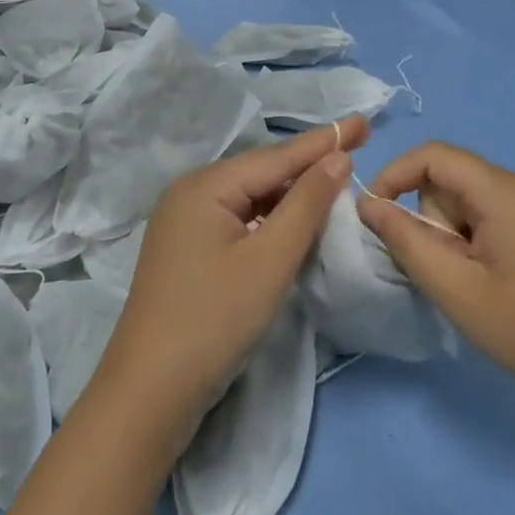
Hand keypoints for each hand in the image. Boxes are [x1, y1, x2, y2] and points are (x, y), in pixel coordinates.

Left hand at [86, 117, 369, 456]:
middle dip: (308, 163)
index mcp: (205, 186)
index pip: (277, 156)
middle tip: (356, 148)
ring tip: (335, 182)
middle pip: (261, 173)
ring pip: (250, 198)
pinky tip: (294, 222)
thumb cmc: (215, 320)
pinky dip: (270, 219)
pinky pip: (238, 220)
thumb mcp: (270, 260)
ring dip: (291, 193)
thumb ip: (306, 204)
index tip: (364, 123)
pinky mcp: (187, 251)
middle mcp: (190, 194)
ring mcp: (184, 223)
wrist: (150, 391)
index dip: (324, 140)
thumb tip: (337, 158)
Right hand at [359, 141, 514, 415]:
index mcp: (502, 190)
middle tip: (445, 270)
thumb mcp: (452, 285)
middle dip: (431, 219)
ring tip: (468, 281)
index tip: (374, 216)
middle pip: (449, 180)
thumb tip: (368, 204)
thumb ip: (404, 238)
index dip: (395, 175)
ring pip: (465, 200)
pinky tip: (485, 279)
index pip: (433, 155)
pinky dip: (469, 239)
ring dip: (450, 234)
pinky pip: (486, 214)